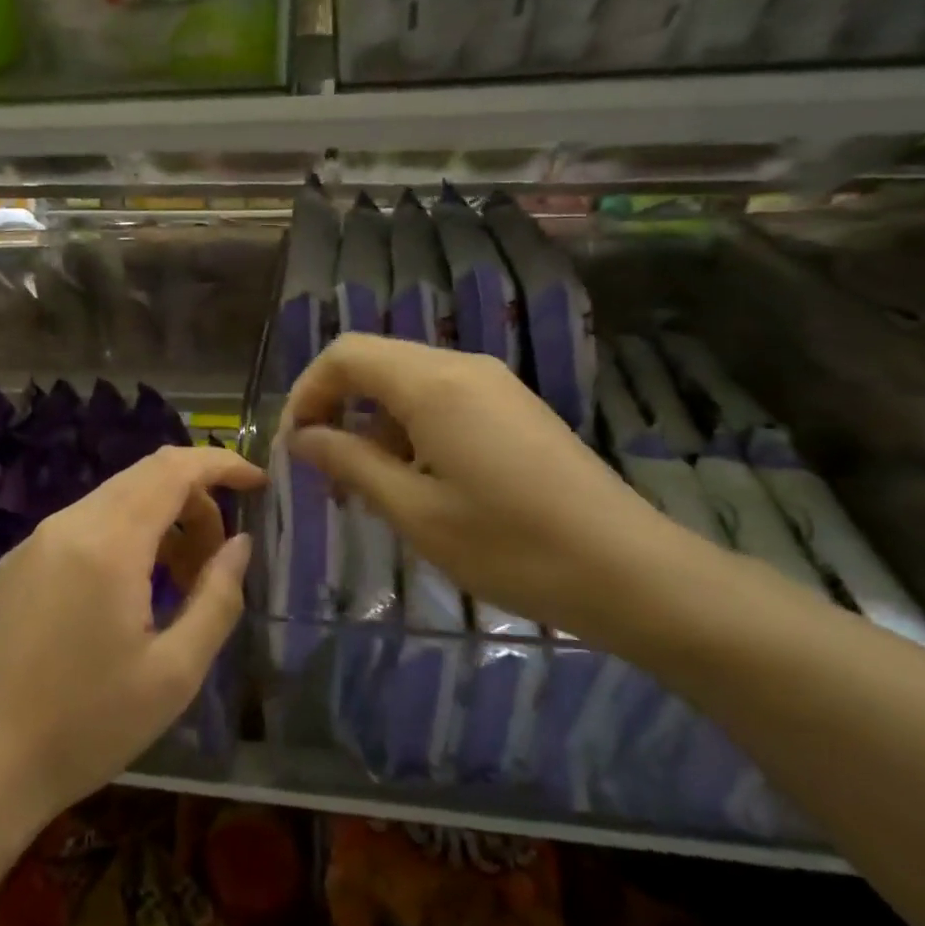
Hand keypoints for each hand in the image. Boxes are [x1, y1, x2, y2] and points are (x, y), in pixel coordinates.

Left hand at [0, 444, 265, 835]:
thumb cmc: (86, 726)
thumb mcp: (174, 672)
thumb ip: (217, 597)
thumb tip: (239, 544)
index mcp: (107, 542)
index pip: (173, 469)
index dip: (221, 465)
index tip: (258, 485)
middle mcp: (66, 525)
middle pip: (144, 477)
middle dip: (195, 501)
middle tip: (220, 556)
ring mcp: (34, 543)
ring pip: (113, 501)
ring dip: (159, 522)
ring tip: (180, 582)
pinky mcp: (16, 566)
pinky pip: (83, 527)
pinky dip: (123, 537)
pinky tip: (130, 593)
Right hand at [281, 333, 694, 639]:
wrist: (630, 571)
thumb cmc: (510, 546)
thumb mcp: (414, 511)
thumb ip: (350, 463)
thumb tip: (302, 438)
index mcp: (432, 383)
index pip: (345, 354)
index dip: (307, 392)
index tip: (294, 445)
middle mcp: (462, 367)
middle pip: (374, 362)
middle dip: (336, 407)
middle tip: (323, 469)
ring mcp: (494, 385)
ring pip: (407, 382)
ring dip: (372, 423)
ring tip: (365, 486)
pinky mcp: (514, 408)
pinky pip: (441, 400)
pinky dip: (409, 429)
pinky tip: (416, 481)